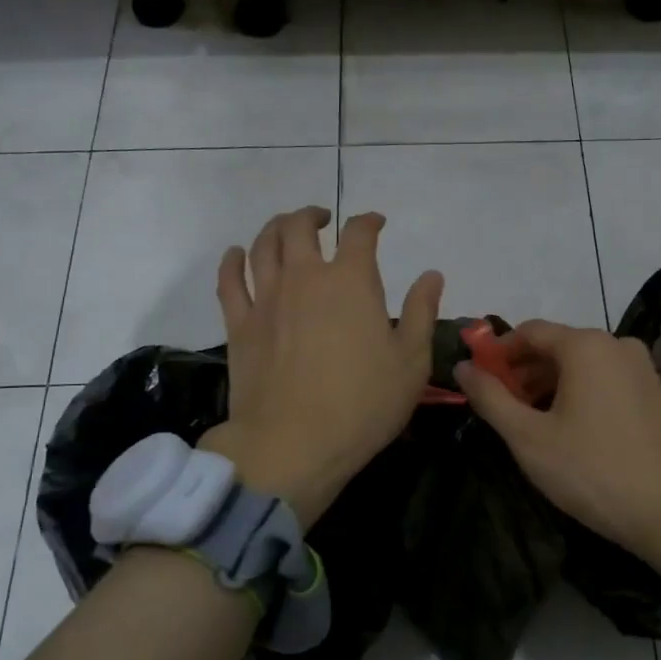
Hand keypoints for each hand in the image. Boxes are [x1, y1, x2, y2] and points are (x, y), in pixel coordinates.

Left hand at [198, 207, 441, 527]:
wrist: (293, 444)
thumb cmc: (363, 404)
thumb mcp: (411, 361)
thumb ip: (420, 312)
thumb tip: (432, 275)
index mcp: (351, 281)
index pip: (359, 233)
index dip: (369, 221)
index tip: (377, 224)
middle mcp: (305, 277)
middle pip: (299, 227)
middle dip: (313, 216)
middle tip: (323, 220)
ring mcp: (266, 299)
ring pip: (262, 244)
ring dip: (275, 228)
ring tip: (286, 229)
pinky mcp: (239, 325)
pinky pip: (229, 280)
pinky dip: (232, 261)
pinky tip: (236, 255)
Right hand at [455, 321, 660, 576]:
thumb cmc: (593, 471)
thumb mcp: (528, 438)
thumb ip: (491, 398)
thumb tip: (463, 366)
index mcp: (586, 345)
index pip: (529, 331)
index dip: (497, 352)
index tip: (478, 380)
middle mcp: (617, 344)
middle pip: (557, 346)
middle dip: (523, 371)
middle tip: (499, 406)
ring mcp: (642, 367)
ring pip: (582, 365)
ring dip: (549, 385)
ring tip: (529, 422)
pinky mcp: (656, 392)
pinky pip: (605, 380)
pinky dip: (578, 393)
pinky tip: (567, 428)